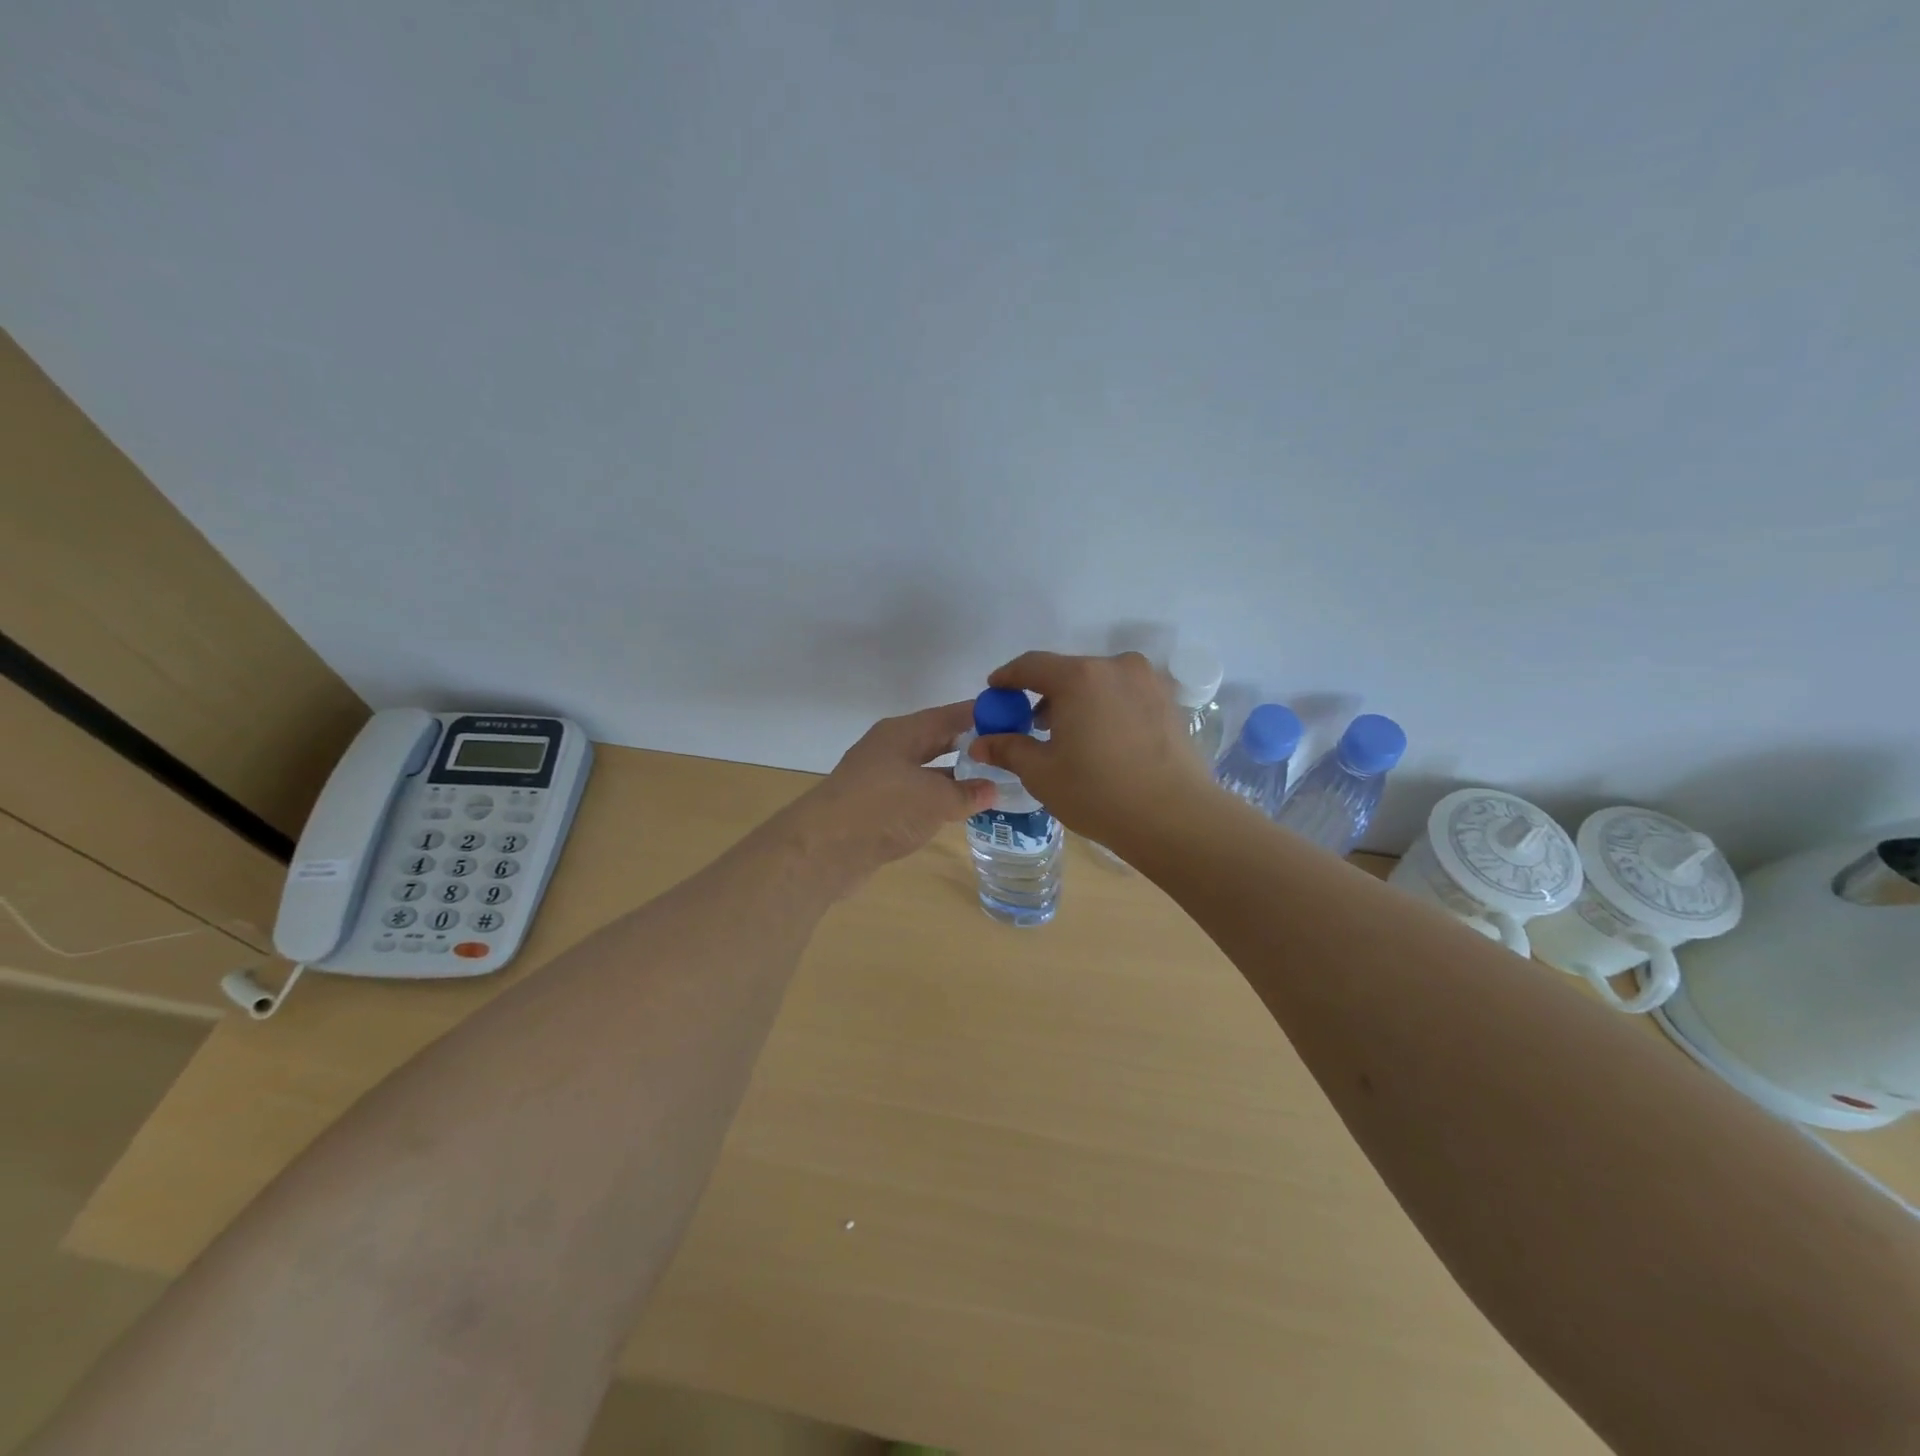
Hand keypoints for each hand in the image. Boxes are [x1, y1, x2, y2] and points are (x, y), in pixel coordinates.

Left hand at [785, 701, 995, 891]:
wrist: (824, 849)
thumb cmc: (884, 808)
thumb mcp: (935, 798)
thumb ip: (966, 793)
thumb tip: (992, 789)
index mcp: (903, 733)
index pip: (950, 715)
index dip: (982, 715)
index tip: (1014, 718)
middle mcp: (890, 749)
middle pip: (937, 740)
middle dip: (970, 746)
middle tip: (1008, 752)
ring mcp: (880, 779)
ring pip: (927, 770)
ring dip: (956, 777)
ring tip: (993, 783)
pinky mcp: (875, 809)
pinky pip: (916, 796)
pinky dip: (938, 800)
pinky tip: (959, 811)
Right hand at [966, 651, 1214, 851]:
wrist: (1175, 817)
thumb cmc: (1098, 792)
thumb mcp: (1042, 773)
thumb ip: (1008, 748)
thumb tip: (979, 742)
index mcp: (1080, 677)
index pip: (1031, 665)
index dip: (1007, 678)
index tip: (994, 692)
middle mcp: (1116, 667)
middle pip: (1068, 672)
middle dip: (1044, 694)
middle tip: (1029, 724)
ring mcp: (1148, 682)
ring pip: (1099, 683)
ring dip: (1077, 702)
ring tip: (1067, 737)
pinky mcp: (1169, 702)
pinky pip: (1124, 696)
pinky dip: (1105, 709)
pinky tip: (1101, 741)